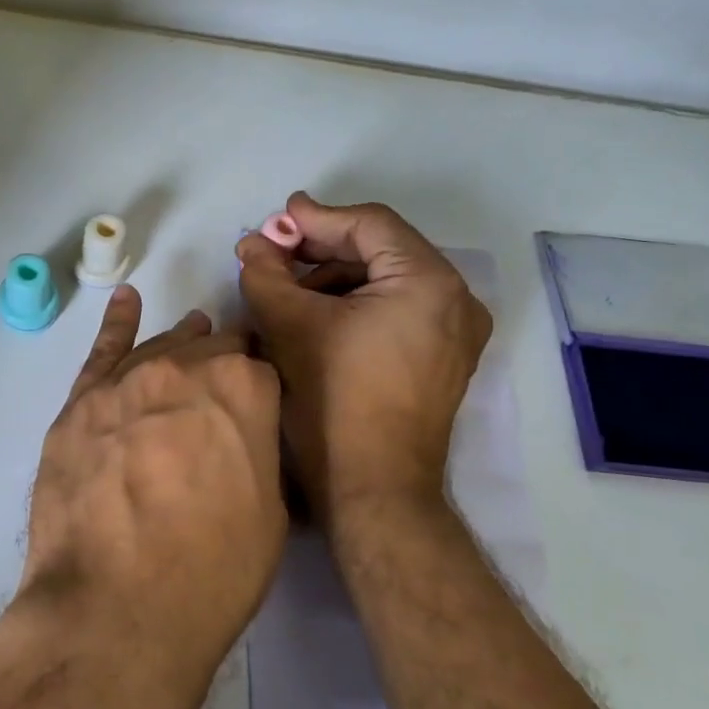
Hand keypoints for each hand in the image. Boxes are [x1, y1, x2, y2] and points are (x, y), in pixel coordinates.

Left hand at [20, 286, 285, 694]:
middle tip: (225, 389)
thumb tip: (245, 431)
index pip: (260, 367)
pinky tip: (126, 302)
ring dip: (180, 345)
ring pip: (160, 348)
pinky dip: (117, 323)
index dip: (262, 388)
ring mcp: (125, 381)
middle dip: (222, 366)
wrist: (117, 607)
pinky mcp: (80, 403)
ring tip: (192, 335)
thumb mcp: (270, 512)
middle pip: (210, 350)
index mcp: (244, 387)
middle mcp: (185, 367)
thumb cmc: (212, 572)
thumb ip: (258, 449)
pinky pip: (102, 350)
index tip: (260, 404)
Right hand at [235, 193, 490, 520]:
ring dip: (333, 279)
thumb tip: (252, 244)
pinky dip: (355, 305)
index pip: (368, 226)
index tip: (274, 221)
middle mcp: (455, 299)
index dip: (315, 218)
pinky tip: (315, 317)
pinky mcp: (443, 359)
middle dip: (320, 251)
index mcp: (428, 282)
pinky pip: (396, 311)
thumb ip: (265, 274)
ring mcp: (455, 333)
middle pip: (380, 251)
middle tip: (273, 255)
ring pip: (386, 281)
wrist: (374, 490)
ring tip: (286, 290)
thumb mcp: (289, 326)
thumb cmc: (333, 401)